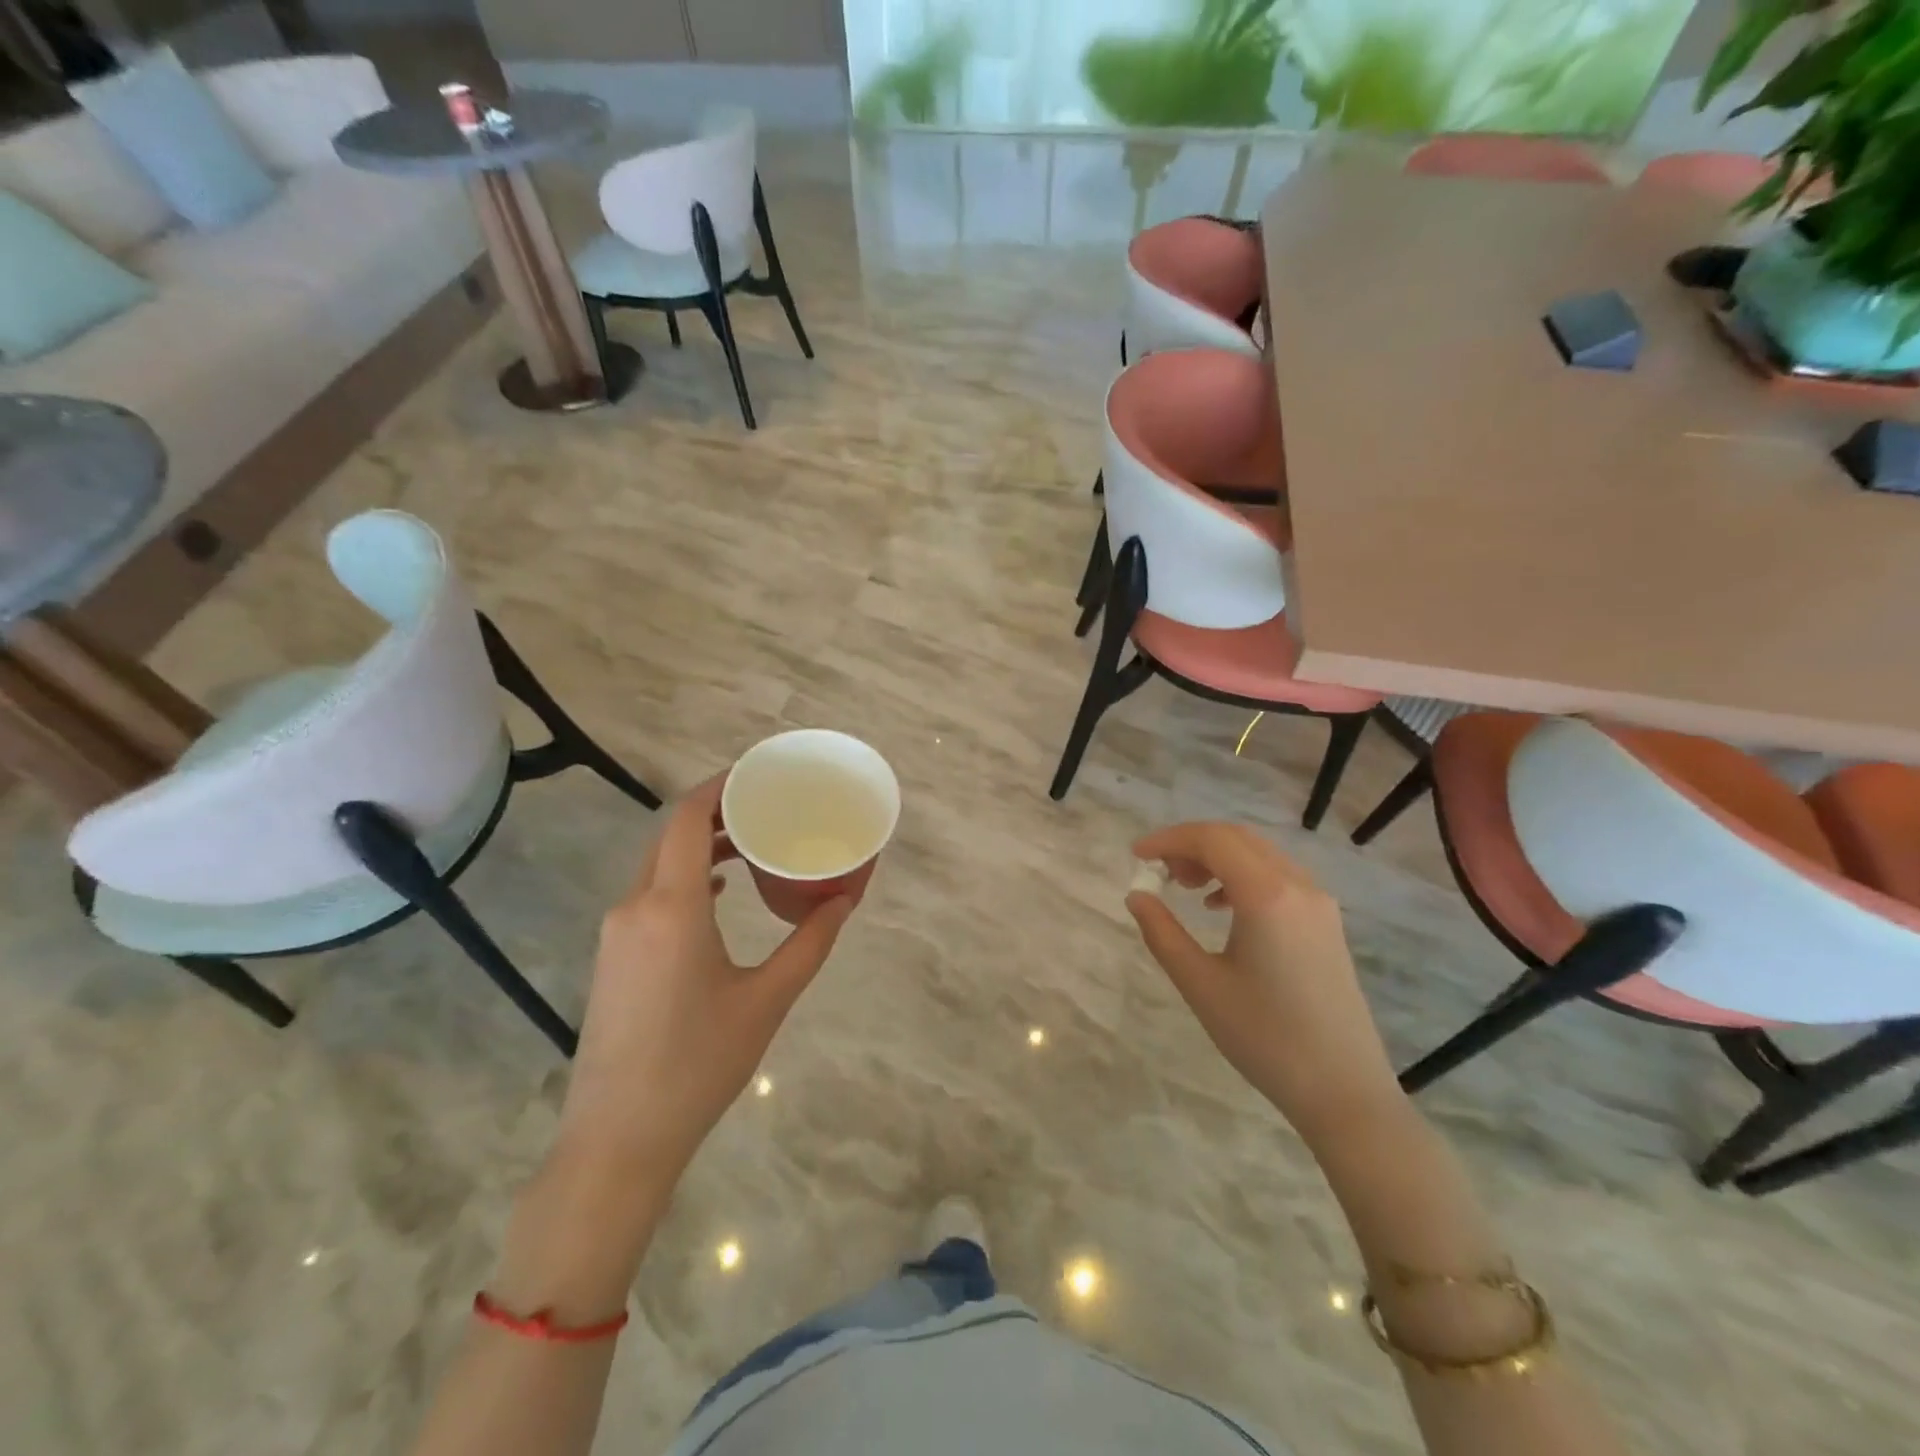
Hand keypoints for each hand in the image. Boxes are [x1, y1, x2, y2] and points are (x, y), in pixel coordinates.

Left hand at [557, 775, 853, 1175]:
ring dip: (698, 845)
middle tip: (765, 805)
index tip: (757, 774)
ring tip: (749, 843)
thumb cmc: (699, 1064)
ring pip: (658, 865)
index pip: (686, 818)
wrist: (618, 1139)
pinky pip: (650, 894)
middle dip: (715, 812)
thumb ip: (809, 944)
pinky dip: (684, 878)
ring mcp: (617, 933)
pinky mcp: (614, 958)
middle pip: (670, 835)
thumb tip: (845, 902)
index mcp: (671, 907)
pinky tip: (718, 893)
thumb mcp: (767, 1000)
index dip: (718, 786)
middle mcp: (635, 907)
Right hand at [1126, 822, 1402, 1143]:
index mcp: (1267, 896)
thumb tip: (1137, 896)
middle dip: (1191, 844)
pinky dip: (1242, 875)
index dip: (1169, 840)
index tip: (1137, 857)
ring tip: (1184, 887)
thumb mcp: (1201, 985)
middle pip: (1237, 837)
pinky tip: (1220, 906)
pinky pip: (1278, 876)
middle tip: (1158, 871)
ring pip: (1259, 853)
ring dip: (1217, 857)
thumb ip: (1162, 933)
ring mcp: (1318, 902)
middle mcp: (1298, 885)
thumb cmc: (1265, 1038)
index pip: (1212, 840)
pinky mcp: (1326, 921)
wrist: (1344, 1090)